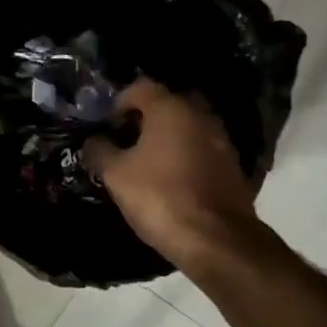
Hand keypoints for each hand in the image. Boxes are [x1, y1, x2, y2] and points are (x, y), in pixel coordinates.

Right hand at [83, 80, 264, 269]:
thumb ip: (100, 151)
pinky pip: (203, 149)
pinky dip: (187, 156)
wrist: (216, 239)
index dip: (119, 103)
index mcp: (171, 108)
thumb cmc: (160, 198)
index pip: (140, 87)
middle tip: (128, 141)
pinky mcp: (233, 165)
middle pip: (168, 103)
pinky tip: (173, 179)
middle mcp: (200, 115)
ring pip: (188, 127)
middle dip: (146, 118)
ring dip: (168, 137)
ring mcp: (221, 139)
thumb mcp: (116, 175)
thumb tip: (93, 141)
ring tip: (148, 163)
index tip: (107, 127)